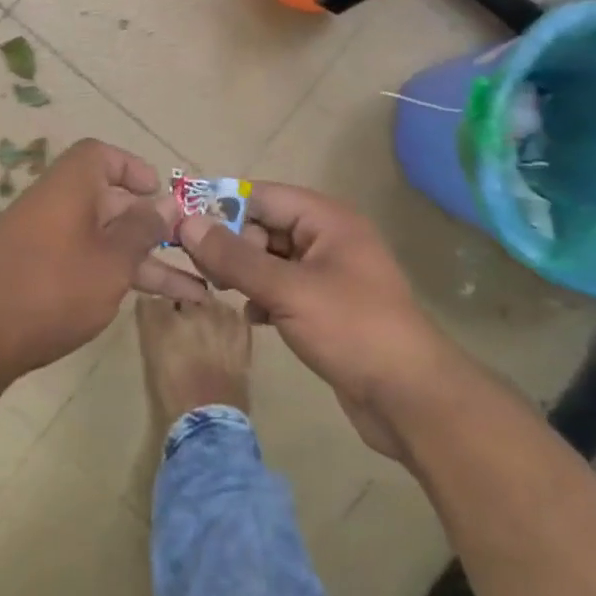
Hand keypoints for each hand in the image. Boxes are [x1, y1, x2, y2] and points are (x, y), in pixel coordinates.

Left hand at [0, 139, 206, 375]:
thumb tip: (165, 205)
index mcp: (71, 185)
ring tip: (194, 291)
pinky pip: (86, 261)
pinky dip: (115, 274)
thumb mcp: (112, 260)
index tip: (158, 191)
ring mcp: (44, 240)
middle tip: (189, 248)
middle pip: (109, 201)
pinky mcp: (36, 272)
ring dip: (144, 260)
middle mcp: (56, 204)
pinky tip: (146, 301)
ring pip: (103, 239)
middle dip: (151, 225)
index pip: (100, 155)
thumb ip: (142, 230)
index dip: (132, 168)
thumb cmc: (55, 286)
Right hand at [176, 184, 449, 460]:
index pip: (263, 196)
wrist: (411, 399)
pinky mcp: (328, 308)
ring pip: (273, 259)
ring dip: (245, 272)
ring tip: (220, 291)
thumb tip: (187, 223)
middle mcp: (329, 238)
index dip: (223, 206)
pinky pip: (284, 288)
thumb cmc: (352, 329)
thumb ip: (235, 258)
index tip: (184, 224)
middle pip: (266, 226)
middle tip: (203, 269)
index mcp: (327, 219)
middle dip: (232, 244)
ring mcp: (330, 274)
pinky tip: (253, 317)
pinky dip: (264, 297)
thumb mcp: (288, 290)